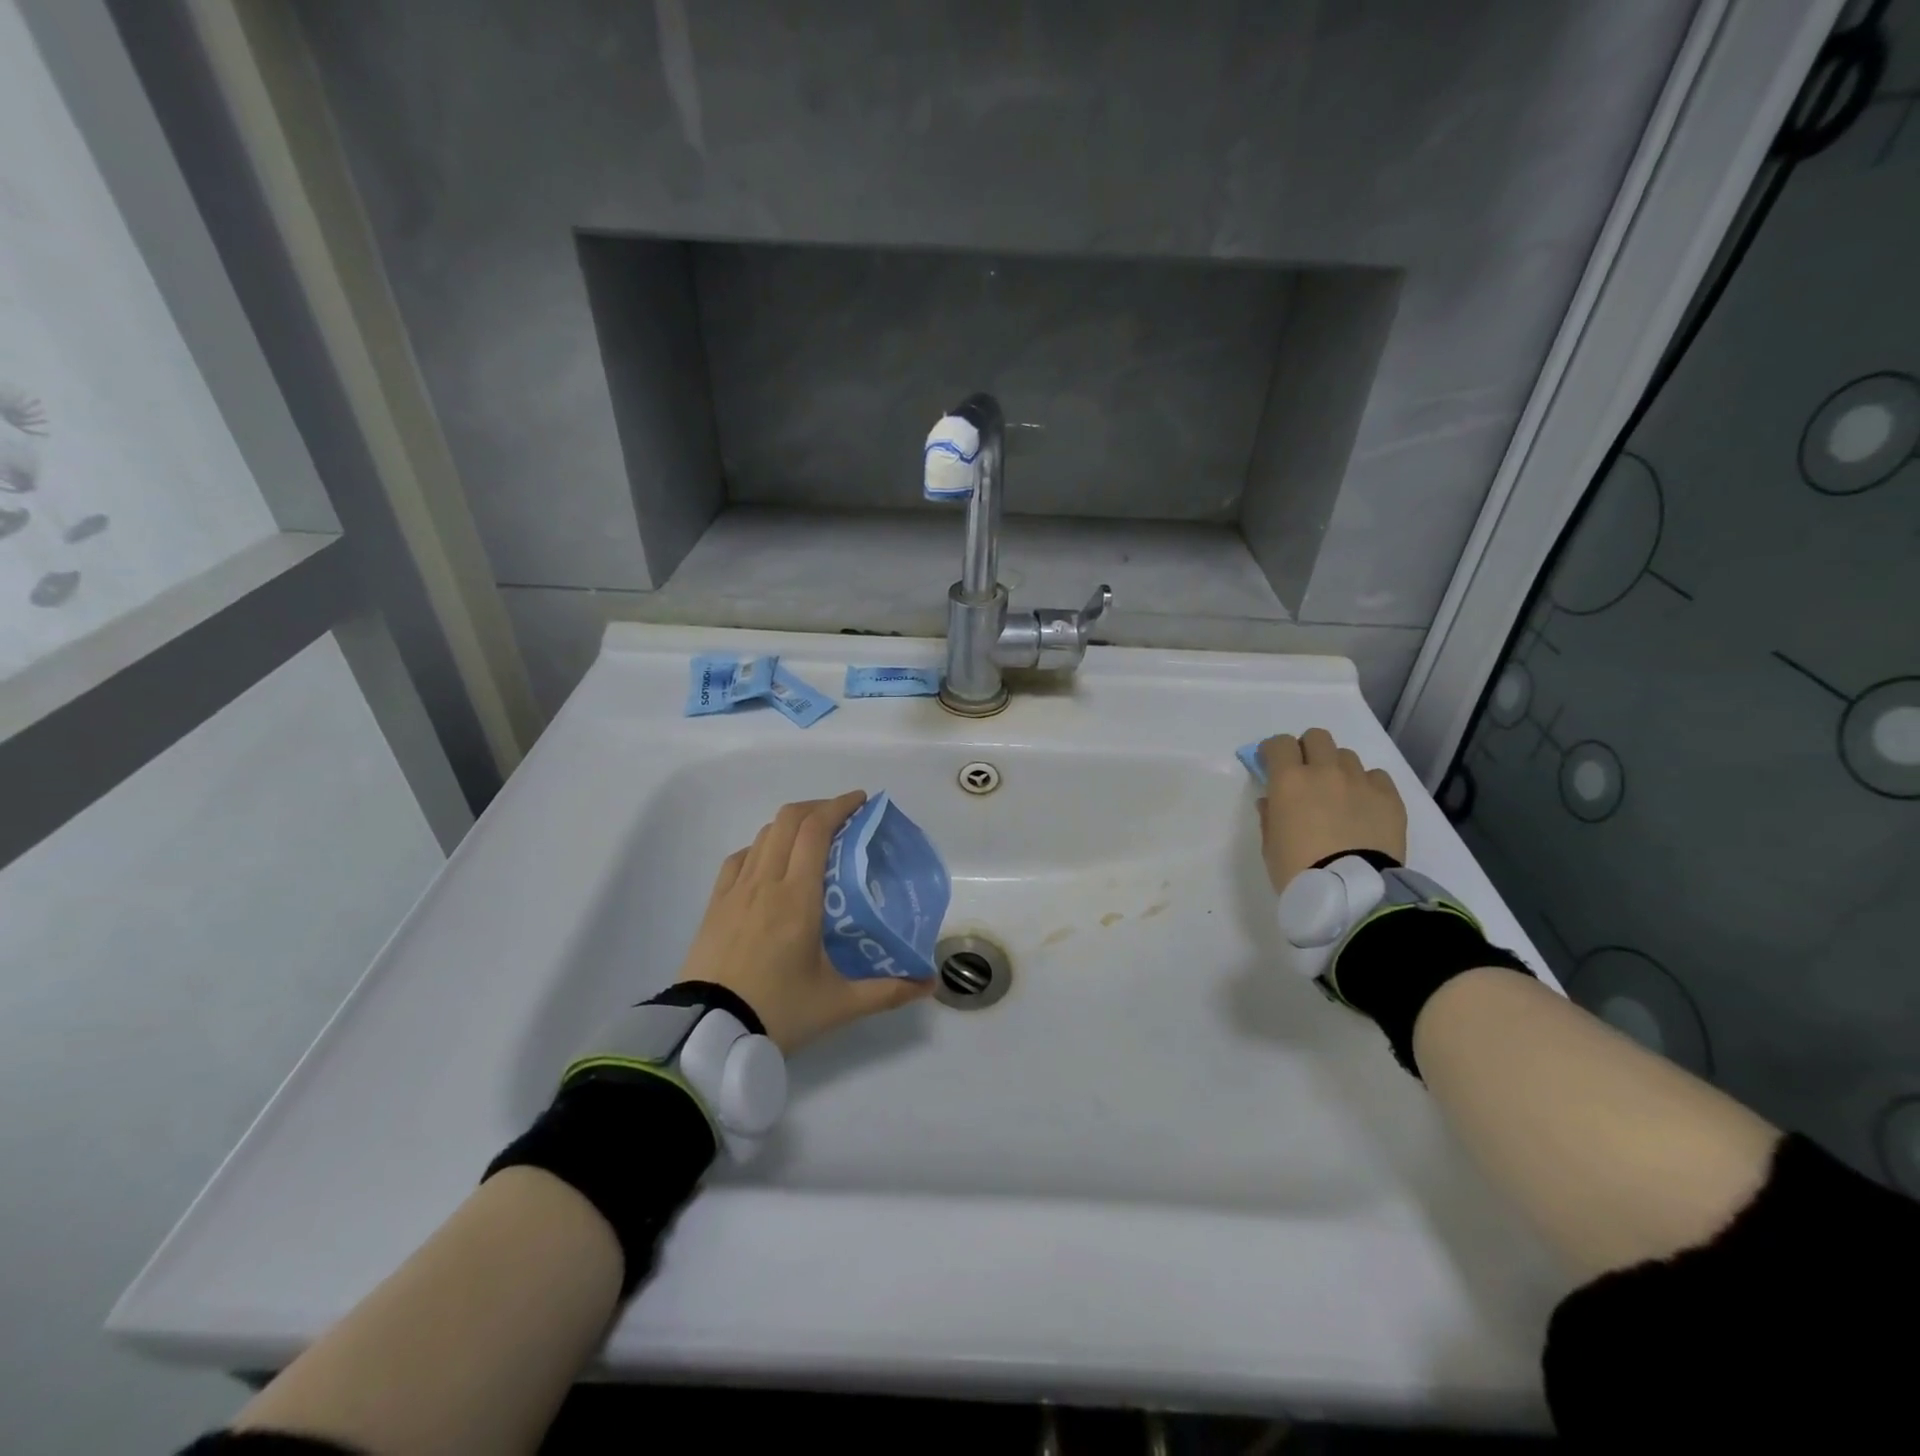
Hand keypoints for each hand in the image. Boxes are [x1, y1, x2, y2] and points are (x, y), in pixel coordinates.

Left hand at [676, 791, 929, 1052]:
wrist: (707, 1034)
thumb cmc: (778, 1011)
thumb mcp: (839, 1004)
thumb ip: (887, 991)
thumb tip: (930, 983)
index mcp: (798, 897)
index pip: (816, 829)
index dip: (840, 806)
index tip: (863, 802)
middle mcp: (765, 882)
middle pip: (789, 820)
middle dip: (819, 807)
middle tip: (845, 818)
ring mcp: (735, 891)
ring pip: (764, 835)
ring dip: (791, 824)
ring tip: (813, 838)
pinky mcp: (715, 905)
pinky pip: (739, 859)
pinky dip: (762, 847)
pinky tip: (771, 863)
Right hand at [1255, 728, 1407, 892]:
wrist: (1352, 893)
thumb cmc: (1298, 870)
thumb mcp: (1270, 846)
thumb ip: (1270, 816)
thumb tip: (1272, 802)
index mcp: (1289, 781)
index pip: (1279, 744)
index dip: (1273, 751)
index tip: (1270, 765)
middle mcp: (1325, 772)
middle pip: (1317, 737)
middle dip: (1308, 750)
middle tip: (1305, 774)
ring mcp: (1360, 782)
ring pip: (1347, 757)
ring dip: (1337, 769)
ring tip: (1338, 795)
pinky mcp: (1389, 798)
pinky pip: (1376, 777)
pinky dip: (1366, 785)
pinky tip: (1363, 807)